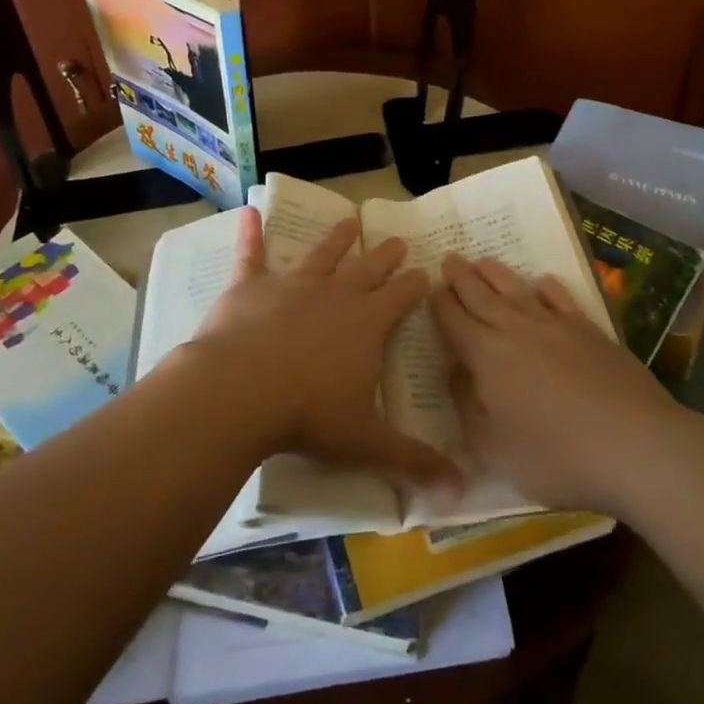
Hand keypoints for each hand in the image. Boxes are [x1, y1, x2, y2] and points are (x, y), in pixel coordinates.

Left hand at [189, 211, 459, 487]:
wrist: (242, 391)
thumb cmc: (310, 415)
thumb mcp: (367, 442)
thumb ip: (413, 462)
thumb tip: (461, 491)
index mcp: (366, 324)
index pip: (400, 298)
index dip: (414, 285)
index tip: (425, 270)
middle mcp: (334, 295)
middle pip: (367, 270)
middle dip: (384, 256)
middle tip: (397, 238)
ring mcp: (291, 285)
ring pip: (321, 255)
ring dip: (337, 238)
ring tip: (351, 220)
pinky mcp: (250, 287)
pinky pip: (252, 255)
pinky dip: (251, 234)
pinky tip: (250, 213)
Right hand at [433, 255, 676, 512]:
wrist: (635, 444)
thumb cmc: (556, 456)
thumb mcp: (495, 448)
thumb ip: (468, 407)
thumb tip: (455, 373)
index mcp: (486, 356)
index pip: (454, 321)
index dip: (440, 304)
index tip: (431, 288)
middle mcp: (516, 330)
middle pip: (481, 296)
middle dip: (461, 277)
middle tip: (449, 257)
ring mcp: (556, 326)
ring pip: (517, 290)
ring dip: (496, 273)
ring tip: (482, 260)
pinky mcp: (589, 330)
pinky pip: (561, 299)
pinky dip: (547, 287)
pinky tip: (542, 282)